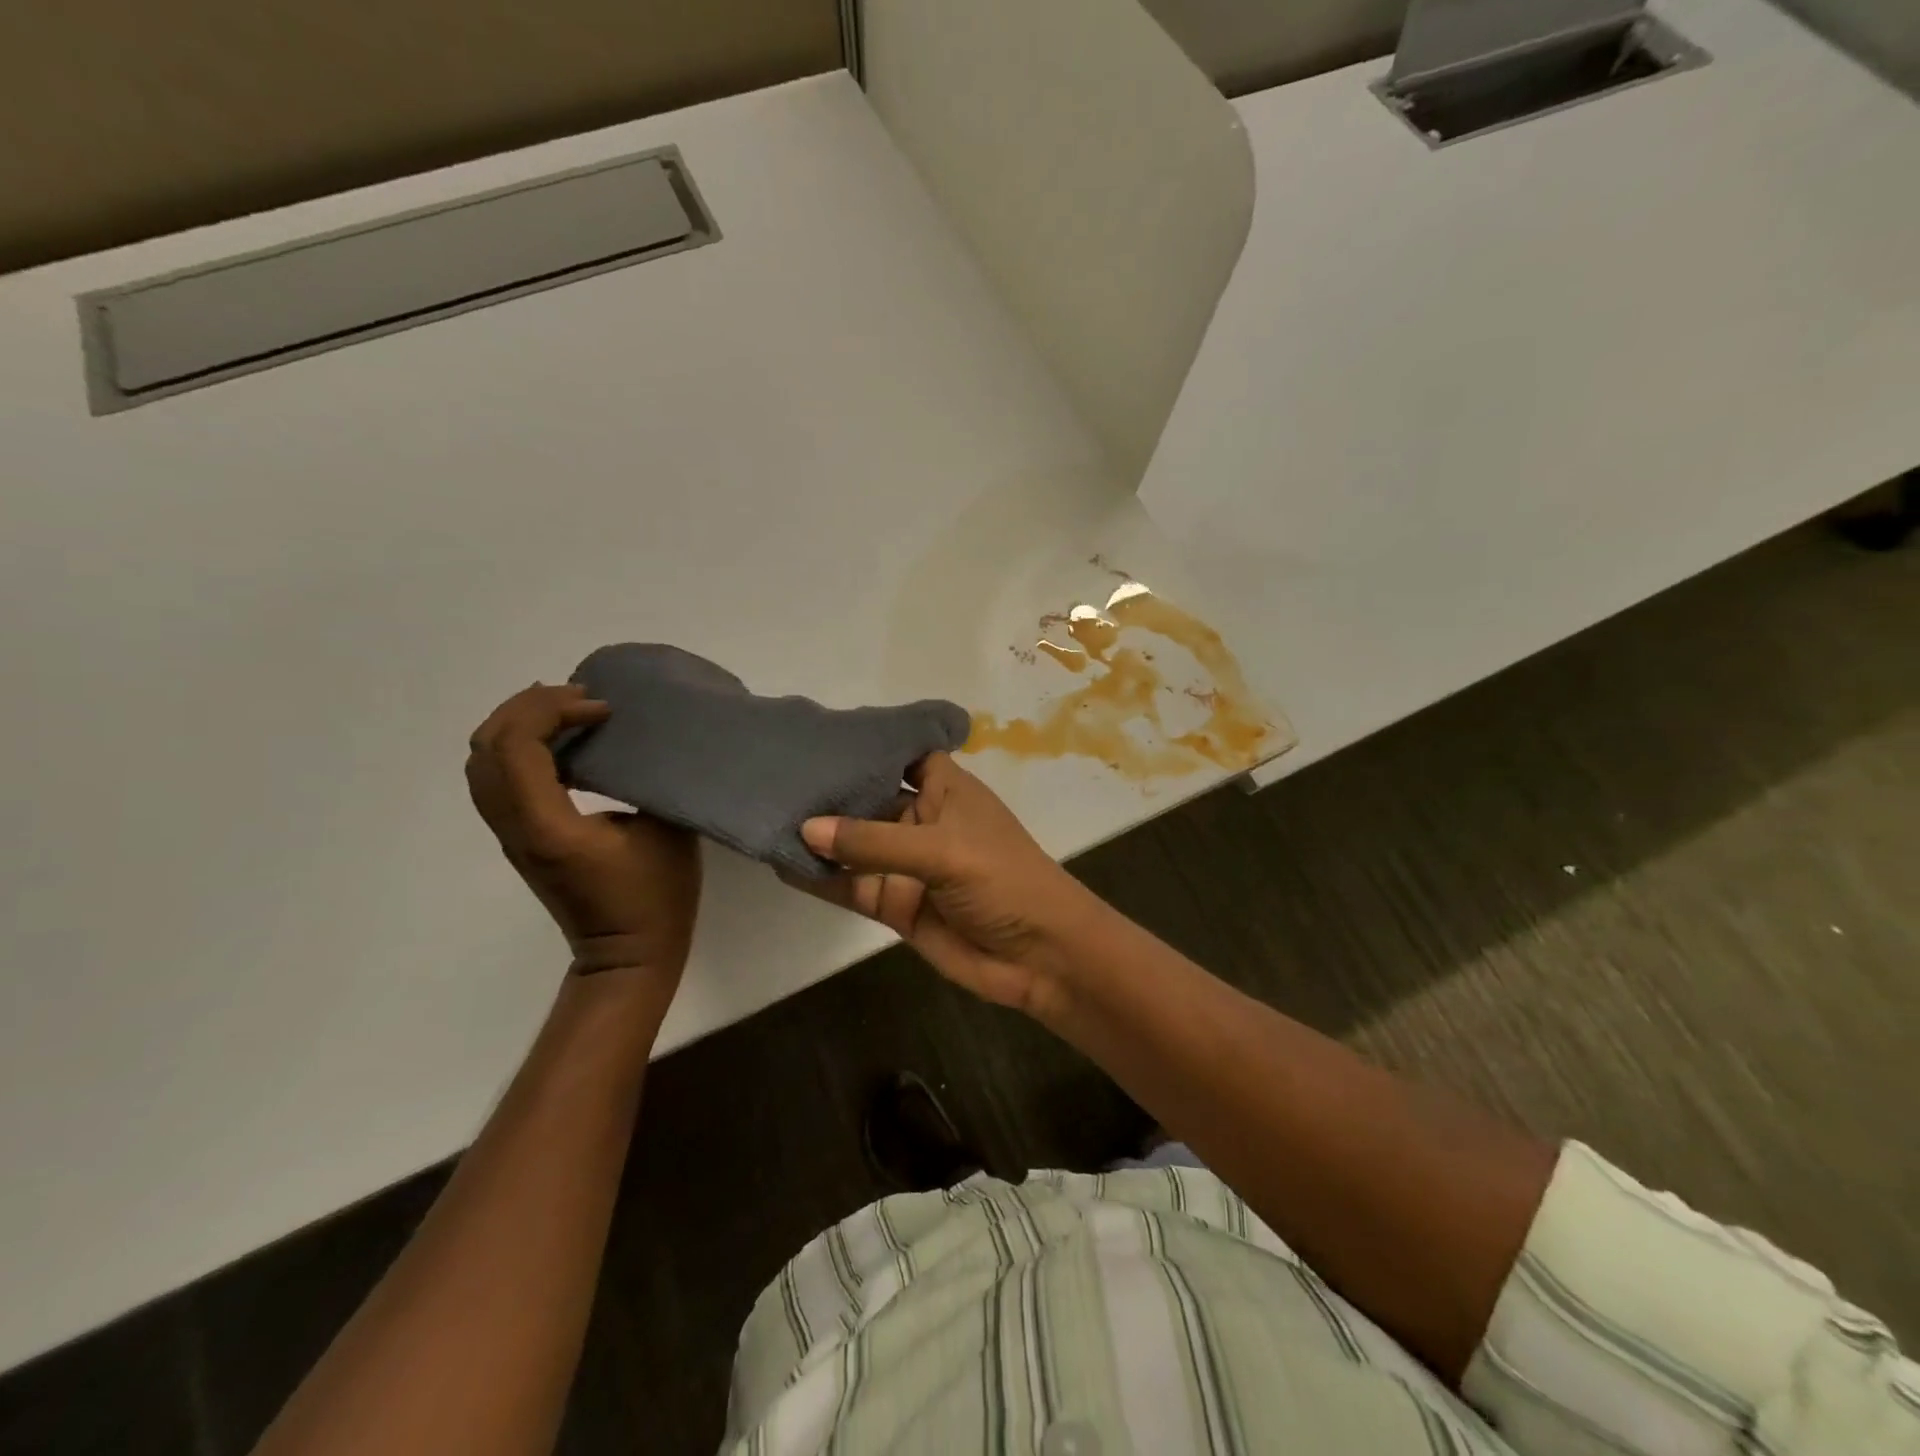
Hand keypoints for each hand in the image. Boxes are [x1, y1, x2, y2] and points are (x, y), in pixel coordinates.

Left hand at [466, 684, 700, 985]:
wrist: (627, 955)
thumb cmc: (655, 896)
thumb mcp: (664, 831)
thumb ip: (645, 780)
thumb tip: (639, 743)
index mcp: (548, 825)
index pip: (517, 747)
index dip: (553, 711)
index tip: (604, 709)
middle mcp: (516, 827)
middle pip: (486, 748)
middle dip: (527, 707)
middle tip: (580, 697)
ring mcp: (512, 835)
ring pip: (483, 764)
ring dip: (519, 726)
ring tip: (567, 711)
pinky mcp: (521, 840)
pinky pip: (499, 780)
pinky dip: (521, 749)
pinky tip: (563, 744)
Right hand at [794, 753, 1104, 1017]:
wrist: (1039, 957)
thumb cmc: (1003, 880)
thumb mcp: (942, 850)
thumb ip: (874, 841)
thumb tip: (807, 827)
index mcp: (946, 789)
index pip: (902, 754)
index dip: (867, 744)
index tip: (817, 734)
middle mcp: (922, 820)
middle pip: (870, 799)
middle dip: (830, 790)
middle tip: (773, 775)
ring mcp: (906, 864)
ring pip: (855, 845)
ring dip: (819, 836)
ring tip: (766, 815)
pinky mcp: (895, 904)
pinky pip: (851, 885)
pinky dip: (822, 877)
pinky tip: (783, 863)